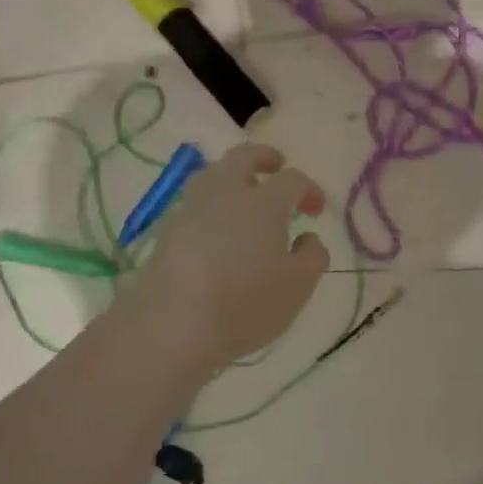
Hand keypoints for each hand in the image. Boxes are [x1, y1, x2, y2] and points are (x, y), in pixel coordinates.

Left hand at [130, 143, 329, 378]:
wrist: (172, 326)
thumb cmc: (246, 304)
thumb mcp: (298, 286)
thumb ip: (312, 256)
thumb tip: (307, 238)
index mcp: (263, 202)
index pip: (292, 180)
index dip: (308, 189)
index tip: (316, 210)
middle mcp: (225, 194)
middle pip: (243, 157)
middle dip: (263, 157)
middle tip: (276, 166)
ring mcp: (190, 210)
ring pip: (212, 176)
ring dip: (231, 177)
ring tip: (243, 196)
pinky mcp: (166, 232)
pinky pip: (194, 204)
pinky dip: (211, 205)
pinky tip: (216, 229)